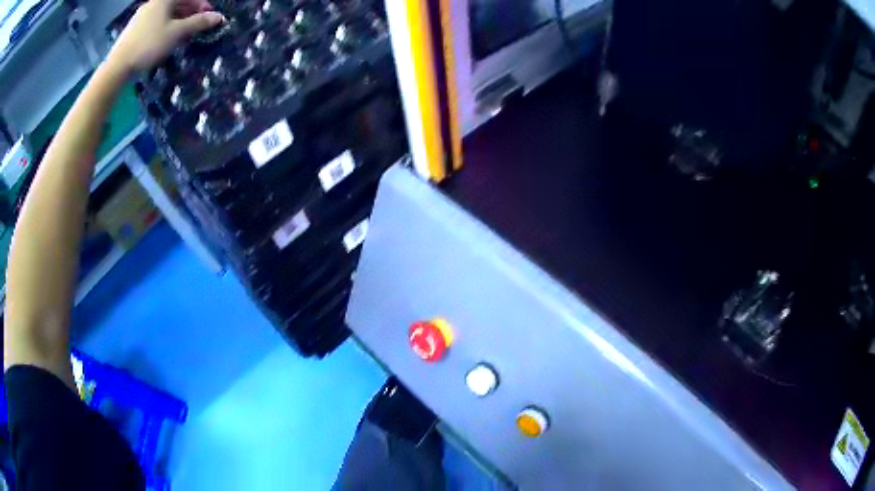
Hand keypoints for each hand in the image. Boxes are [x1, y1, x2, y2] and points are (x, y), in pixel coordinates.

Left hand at [107, 0, 224, 73]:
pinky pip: (155, 23)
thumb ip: (198, 23)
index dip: (203, 6)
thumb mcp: (177, 33)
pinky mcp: (133, 29)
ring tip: (184, 36)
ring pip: (166, 15)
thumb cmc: (149, 45)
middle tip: (198, 28)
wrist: (117, 67)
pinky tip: (166, 41)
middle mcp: (153, 3)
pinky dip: (165, 28)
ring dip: (178, 22)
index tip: (210, 18)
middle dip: (190, 14)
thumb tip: (219, 17)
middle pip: (178, 4)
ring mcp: (141, 16)